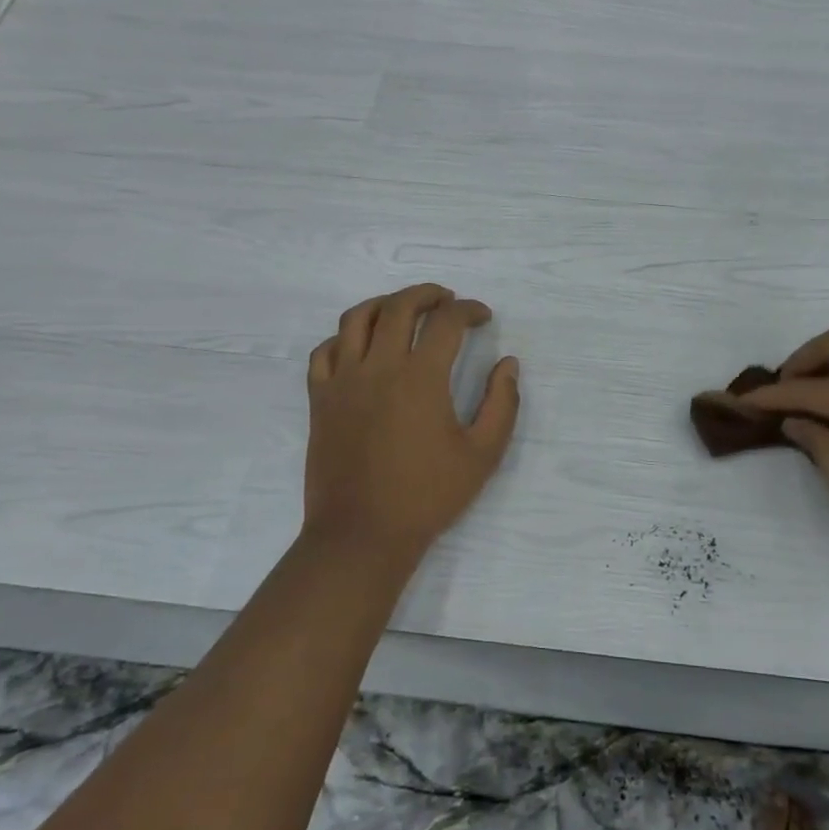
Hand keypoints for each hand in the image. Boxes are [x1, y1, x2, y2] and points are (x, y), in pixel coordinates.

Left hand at [303, 284, 519, 561]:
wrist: (362, 534)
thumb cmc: (427, 496)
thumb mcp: (483, 454)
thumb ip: (502, 404)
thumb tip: (508, 364)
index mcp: (421, 378)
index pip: (446, 322)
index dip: (468, 310)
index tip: (483, 316)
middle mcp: (378, 368)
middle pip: (399, 307)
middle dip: (427, 295)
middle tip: (446, 301)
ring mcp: (342, 381)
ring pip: (356, 319)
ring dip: (384, 304)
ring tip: (402, 310)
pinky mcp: (320, 400)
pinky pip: (324, 351)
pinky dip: (344, 337)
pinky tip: (360, 346)